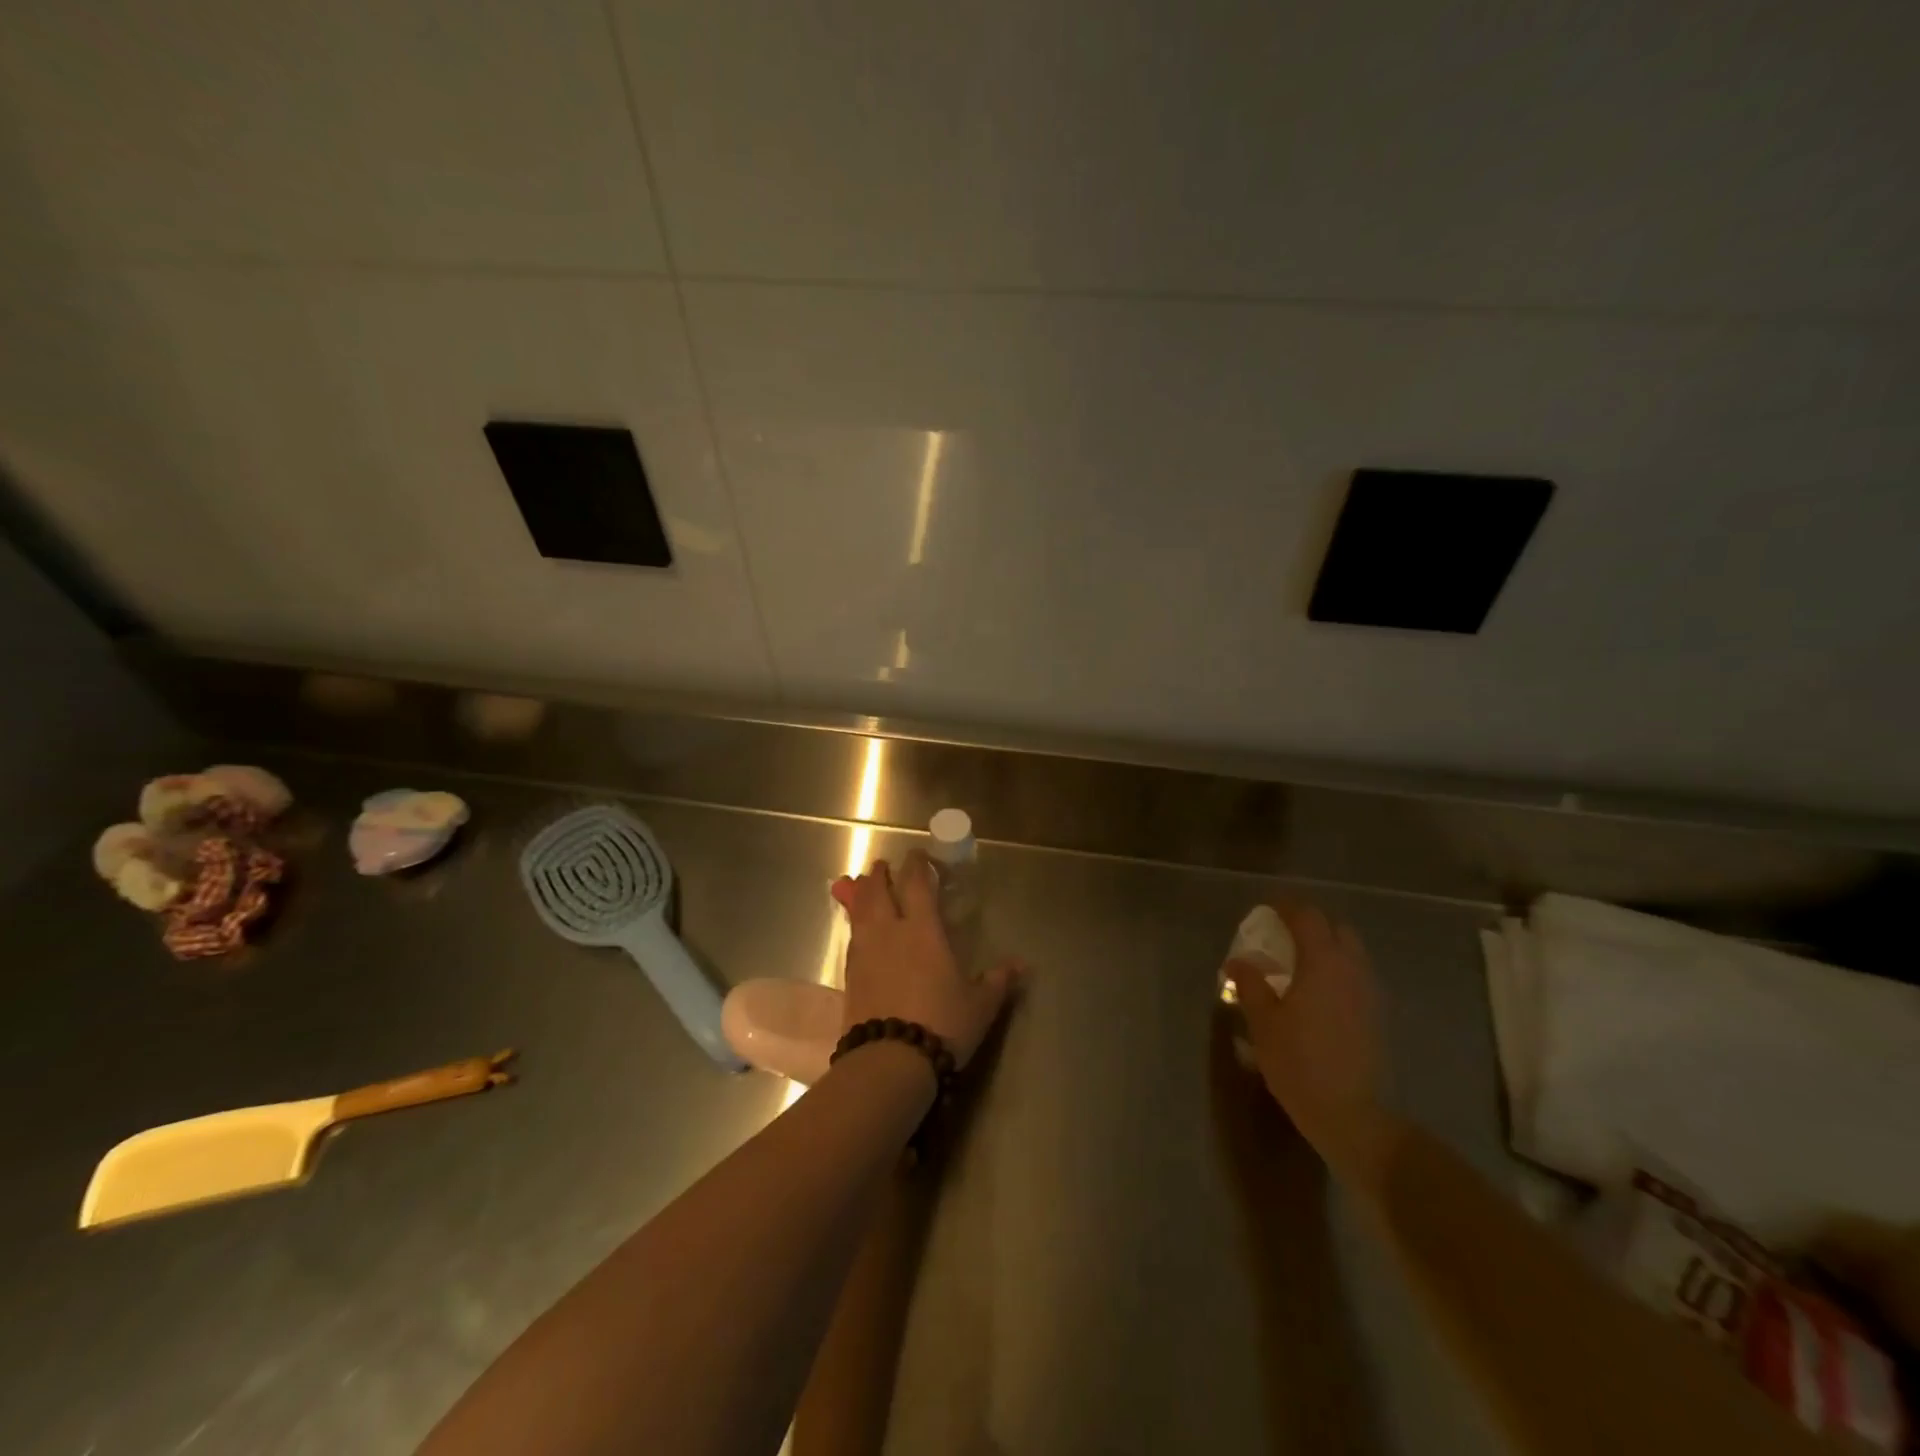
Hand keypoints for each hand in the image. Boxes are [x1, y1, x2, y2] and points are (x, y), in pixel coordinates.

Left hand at [832, 853, 1015, 1068]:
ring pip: (859, 910)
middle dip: (881, 874)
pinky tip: (859, 931)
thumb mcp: (979, 1005)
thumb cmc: (942, 1025)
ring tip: (862, 886)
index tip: (918, 854)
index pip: (916, 884)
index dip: (916, 865)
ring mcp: (864, 952)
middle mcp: (889, 932)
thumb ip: (998, 980)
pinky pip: (851, 937)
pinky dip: (854, 924)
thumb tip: (1023, 965)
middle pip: (878, 890)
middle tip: (883, 866)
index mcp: (923, 930)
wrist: (890, 1061)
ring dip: (862, 893)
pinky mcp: (849, 975)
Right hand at [1226, 899, 1389, 1176]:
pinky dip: (1337, 968)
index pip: (1308, 917)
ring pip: (1351, 951)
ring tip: (1298, 960)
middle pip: (1336, 928)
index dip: (1286, 906)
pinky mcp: (1375, 1014)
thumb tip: (1238, 961)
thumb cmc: (1297, 1062)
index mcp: (1322, 963)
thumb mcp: (1262, 1021)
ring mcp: (1368, 992)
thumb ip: (1250, 983)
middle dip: (1311, 922)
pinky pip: (1356, 974)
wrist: (1348, 1113)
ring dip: (1326, 945)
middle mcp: (1351, 969)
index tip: (1266, 907)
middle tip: (1283, 932)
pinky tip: (1316, 989)